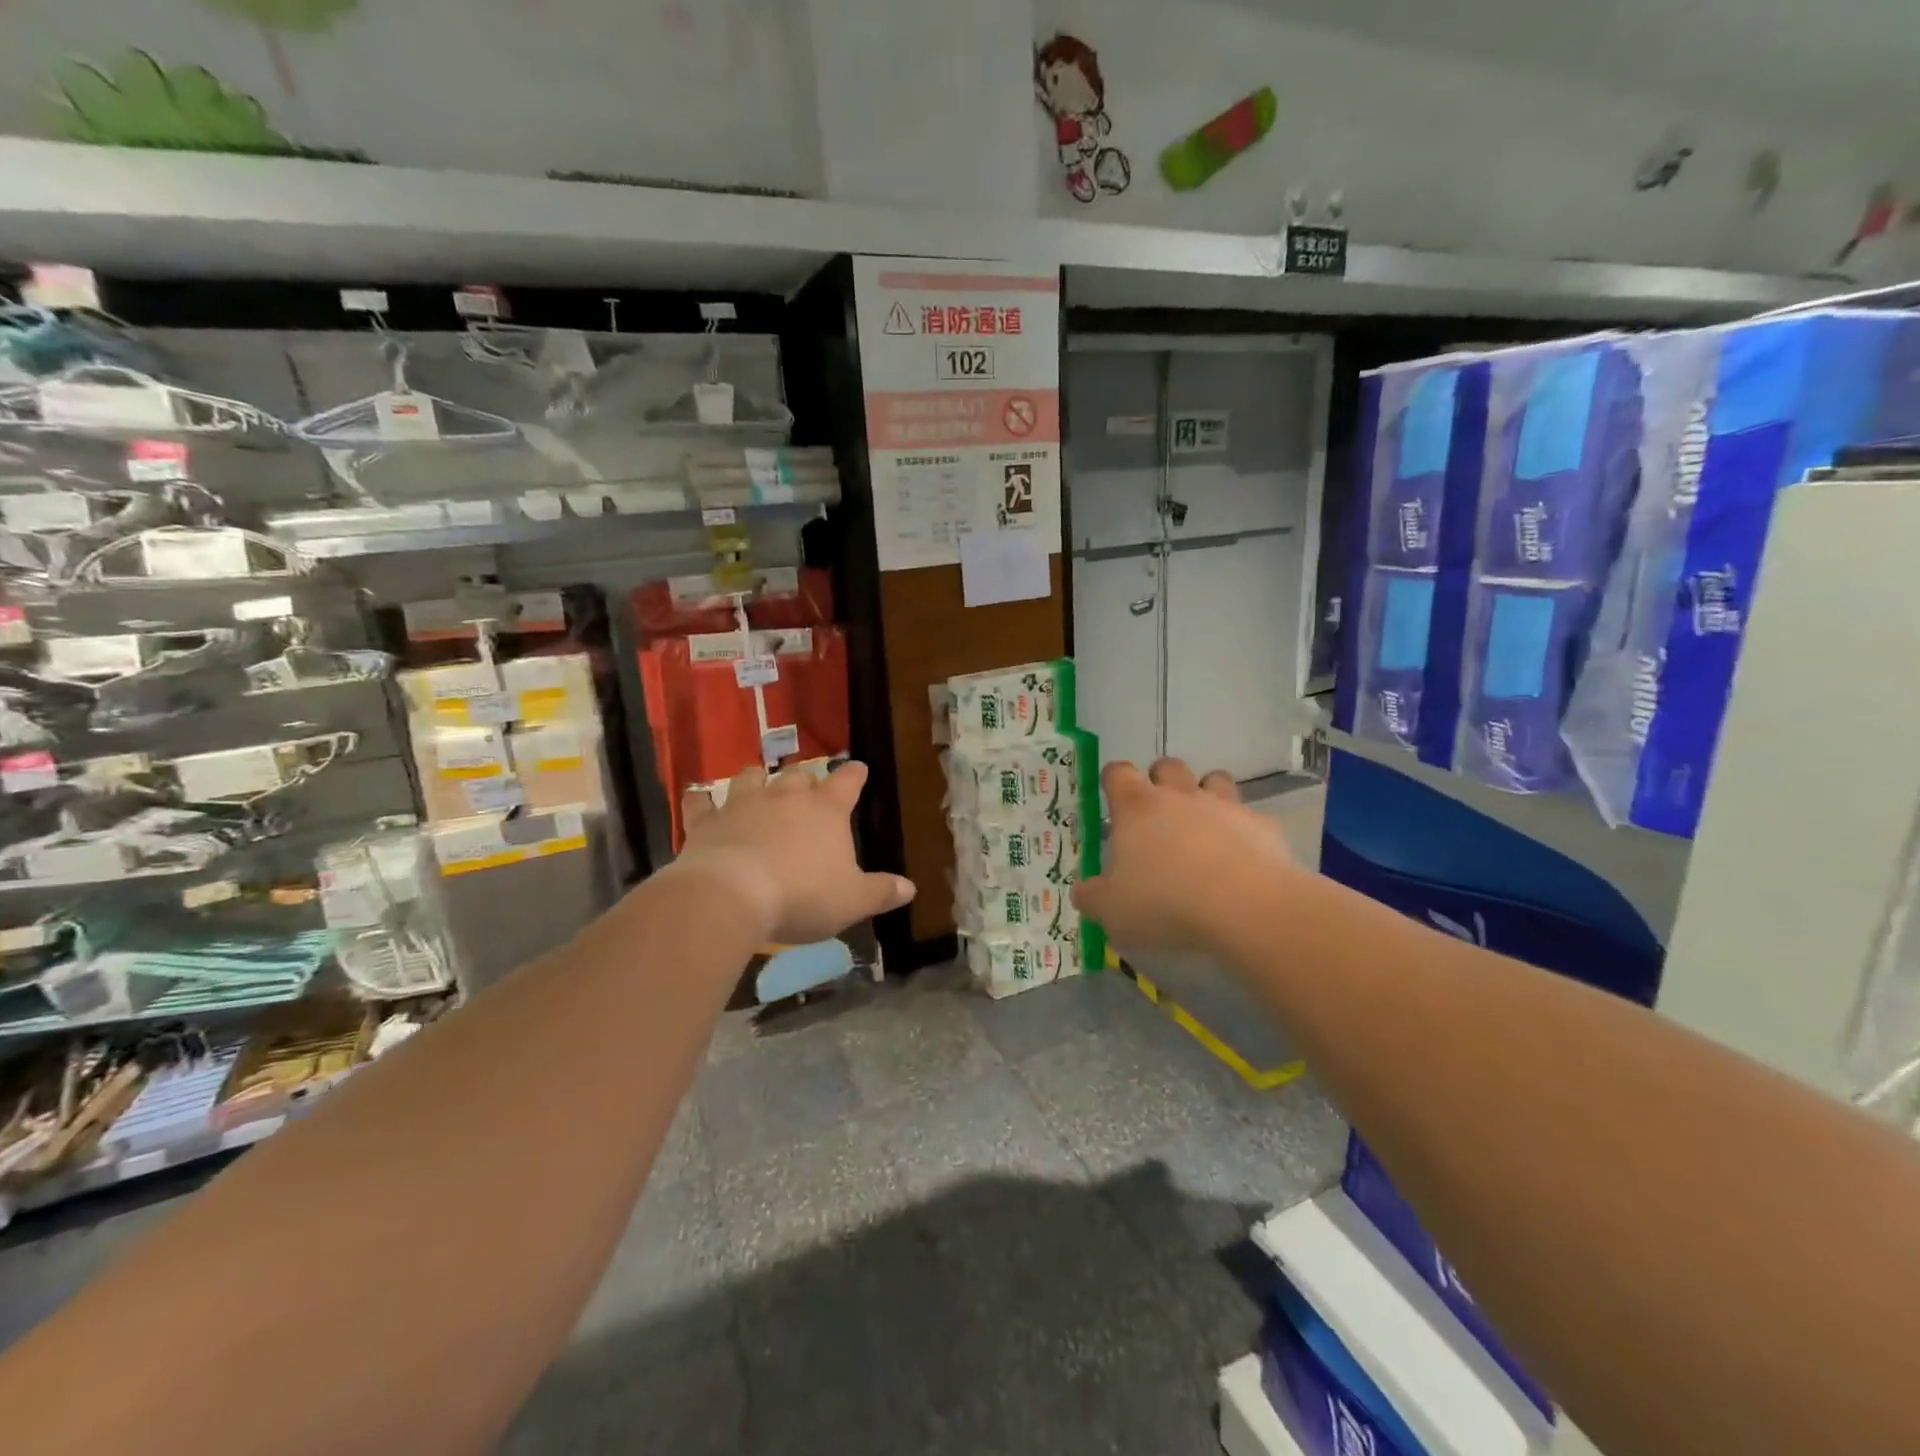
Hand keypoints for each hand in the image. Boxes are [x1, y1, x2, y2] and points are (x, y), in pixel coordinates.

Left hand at [673, 761, 914, 945]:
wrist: (732, 896)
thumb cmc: (802, 896)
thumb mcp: (852, 901)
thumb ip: (881, 892)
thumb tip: (910, 887)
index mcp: (826, 811)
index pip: (847, 782)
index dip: (854, 775)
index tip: (859, 768)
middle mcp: (786, 797)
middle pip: (799, 775)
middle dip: (805, 779)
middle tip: (808, 788)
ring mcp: (743, 805)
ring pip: (752, 778)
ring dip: (758, 779)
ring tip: (759, 782)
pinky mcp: (707, 822)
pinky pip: (701, 804)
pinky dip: (701, 801)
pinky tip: (699, 799)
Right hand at [1072, 758, 1301, 955]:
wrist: (1245, 908)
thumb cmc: (1165, 903)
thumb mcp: (1113, 912)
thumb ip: (1094, 898)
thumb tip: (1082, 892)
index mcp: (1136, 808)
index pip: (1118, 773)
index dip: (1114, 779)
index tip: (1112, 796)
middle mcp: (1179, 796)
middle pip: (1167, 766)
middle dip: (1160, 779)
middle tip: (1157, 812)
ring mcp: (1224, 807)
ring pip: (1214, 779)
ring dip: (1205, 793)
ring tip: (1202, 824)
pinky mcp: (1262, 826)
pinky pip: (1249, 817)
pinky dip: (1242, 830)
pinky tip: (1241, 856)